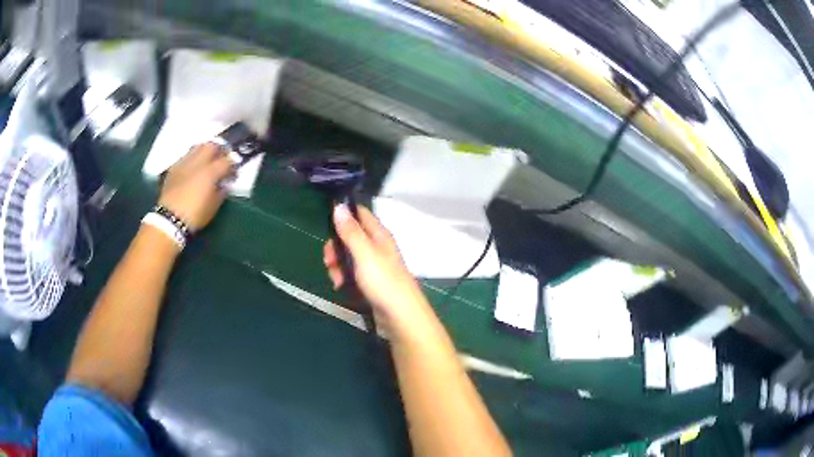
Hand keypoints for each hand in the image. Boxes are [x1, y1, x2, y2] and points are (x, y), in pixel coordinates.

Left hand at [158, 143, 234, 231]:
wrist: (169, 220)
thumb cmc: (195, 216)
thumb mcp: (213, 207)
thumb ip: (221, 191)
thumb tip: (225, 183)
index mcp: (210, 173)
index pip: (227, 161)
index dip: (233, 164)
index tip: (234, 171)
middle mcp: (197, 162)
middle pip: (212, 146)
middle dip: (219, 151)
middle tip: (221, 160)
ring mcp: (184, 163)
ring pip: (197, 147)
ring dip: (205, 151)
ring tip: (206, 161)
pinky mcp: (174, 168)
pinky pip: (186, 156)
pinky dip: (192, 159)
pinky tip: (192, 169)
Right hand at [324, 205, 429, 329]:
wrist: (400, 316)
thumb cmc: (383, 282)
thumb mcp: (364, 253)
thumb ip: (351, 231)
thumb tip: (339, 207)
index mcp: (379, 235)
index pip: (360, 214)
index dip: (343, 215)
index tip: (327, 224)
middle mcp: (377, 247)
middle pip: (350, 237)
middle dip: (336, 247)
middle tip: (329, 260)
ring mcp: (374, 266)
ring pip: (348, 257)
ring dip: (338, 265)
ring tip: (336, 279)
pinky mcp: (371, 282)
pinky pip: (352, 274)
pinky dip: (344, 278)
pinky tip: (341, 287)